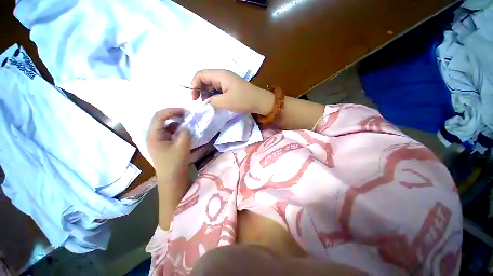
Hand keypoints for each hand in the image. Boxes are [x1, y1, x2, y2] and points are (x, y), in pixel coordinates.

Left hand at [146, 108, 190, 185]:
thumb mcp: (182, 146)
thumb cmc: (175, 163)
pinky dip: (179, 130)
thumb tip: (187, 127)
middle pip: (162, 120)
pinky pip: (172, 133)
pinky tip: (186, 133)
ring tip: (188, 125)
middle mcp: (154, 136)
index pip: (159, 116)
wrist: (173, 179)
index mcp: (154, 135)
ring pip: (168, 126)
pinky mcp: (166, 144)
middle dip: (175, 116)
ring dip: (178, 123)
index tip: (185, 111)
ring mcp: (160, 140)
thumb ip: (185, 133)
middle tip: (188, 116)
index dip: (172, 111)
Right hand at [191, 69, 273, 115]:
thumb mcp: (225, 102)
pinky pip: (219, 89)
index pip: (200, 75)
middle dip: (200, 90)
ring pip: (212, 85)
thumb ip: (211, 101)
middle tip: (202, 103)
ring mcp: (227, 81)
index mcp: (220, 75)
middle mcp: (223, 75)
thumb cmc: (243, 100)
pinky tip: (216, 103)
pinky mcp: (231, 87)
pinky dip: (215, 95)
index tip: (195, 99)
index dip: (194, 85)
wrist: (260, 102)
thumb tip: (206, 101)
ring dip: (207, 94)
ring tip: (209, 104)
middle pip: (205, 79)